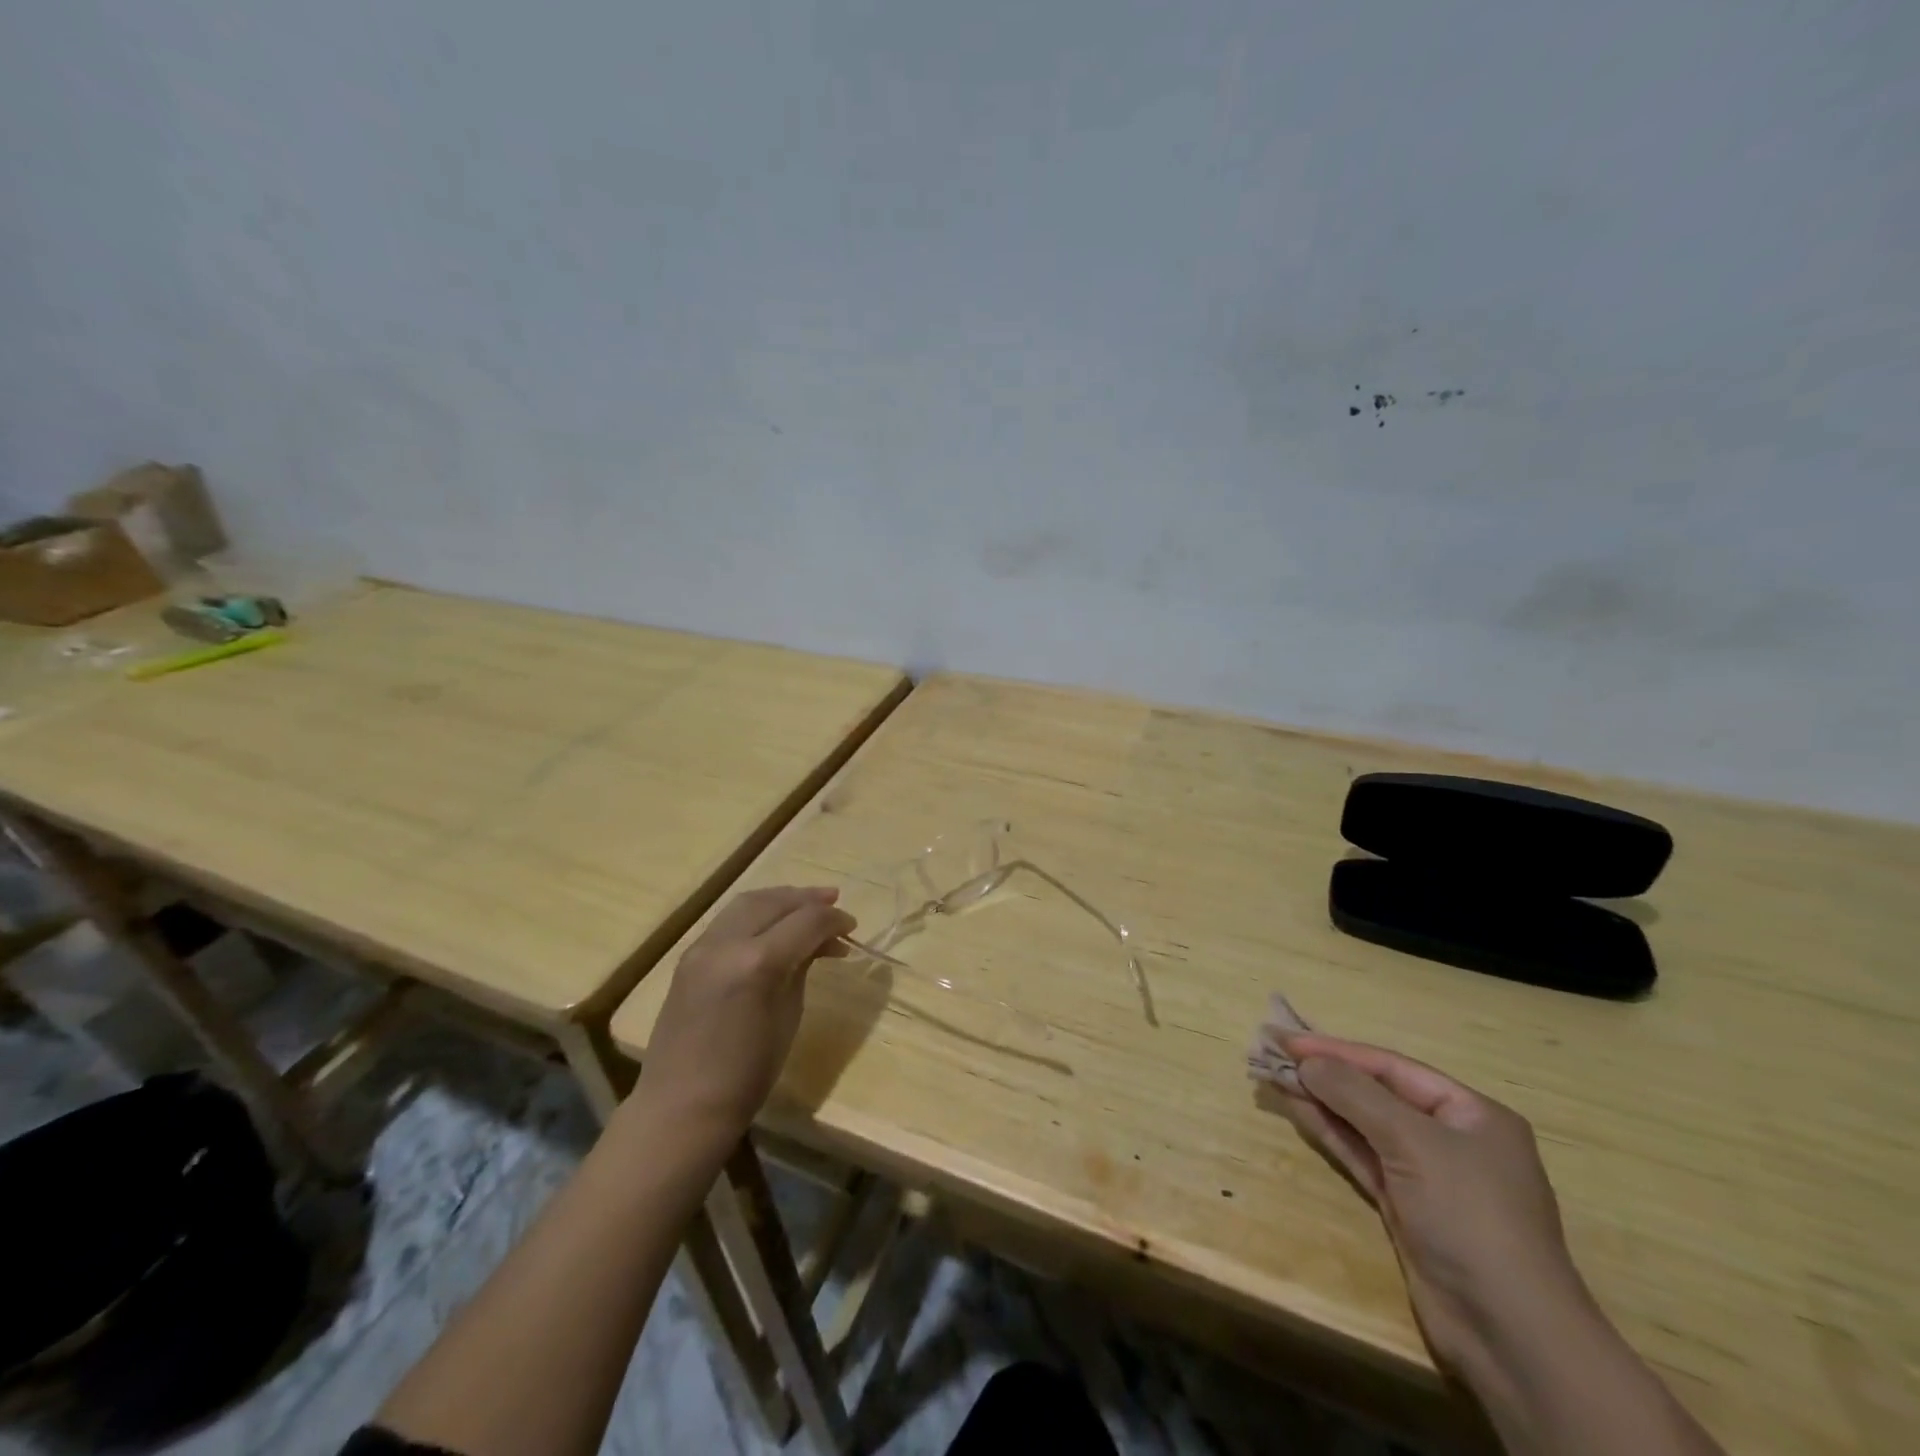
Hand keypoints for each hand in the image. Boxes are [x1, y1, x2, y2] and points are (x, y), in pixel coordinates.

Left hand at [637, 886, 854, 1137]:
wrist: (682, 1107)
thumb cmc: (747, 1074)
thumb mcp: (788, 1016)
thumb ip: (801, 968)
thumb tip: (819, 943)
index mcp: (757, 962)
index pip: (806, 921)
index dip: (833, 919)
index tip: (852, 928)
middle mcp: (726, 943)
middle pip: (775, 902)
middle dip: (808, 899)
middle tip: (835, 902)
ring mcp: (702, 947)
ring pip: (748, 902)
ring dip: (781, 899)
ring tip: (808, 903)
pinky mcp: (688, 956)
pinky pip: (729, 920)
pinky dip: (757, 913)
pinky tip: (774, 923)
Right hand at [1272, 1034, 1591, 1375]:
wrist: (1508, 1333)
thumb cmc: (1470, 1217)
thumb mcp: (1414, 1143)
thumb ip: (1356, 1095)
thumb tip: (1307, 1061)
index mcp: (1472, 1114)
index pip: (1392, 1067)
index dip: (1337, 1050)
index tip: (1286, 1039)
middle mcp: (1451, 1137)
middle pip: (1376, 1093)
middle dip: (1326, 1073)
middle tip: (1272, 1053)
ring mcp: (1427, 1174)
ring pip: (1363, 1124)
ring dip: (1320, 1100)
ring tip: (1273, 1076)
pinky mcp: (1406, 1206)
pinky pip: (1361, 1154)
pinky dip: (1330, 1132)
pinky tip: (1298, 1110)